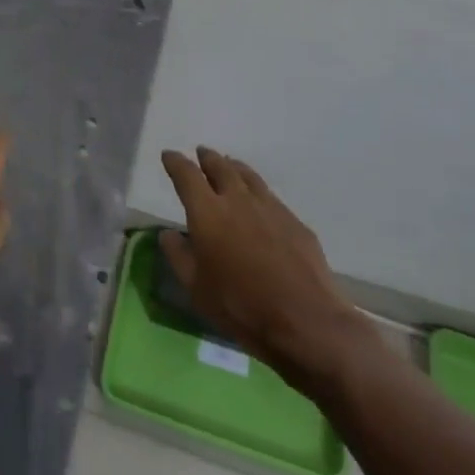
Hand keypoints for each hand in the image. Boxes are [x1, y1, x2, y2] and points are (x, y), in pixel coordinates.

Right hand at [159, 146, 359, 368]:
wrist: (306, 321)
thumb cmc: (241, 306)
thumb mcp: (196, 289)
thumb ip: (178, 256)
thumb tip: (168, 233)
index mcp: (207, 212)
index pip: (186, 175)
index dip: (176, 162)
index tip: (169, 155)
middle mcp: (238, 199)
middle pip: (220, 166)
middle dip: (207, 158)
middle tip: (201, 153)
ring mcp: (270, 207)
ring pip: (248, 176)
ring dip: (234, 167)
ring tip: (229, 165)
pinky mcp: (295, 222)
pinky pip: (270, 196)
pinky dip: (257, 191)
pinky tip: (260, 203)